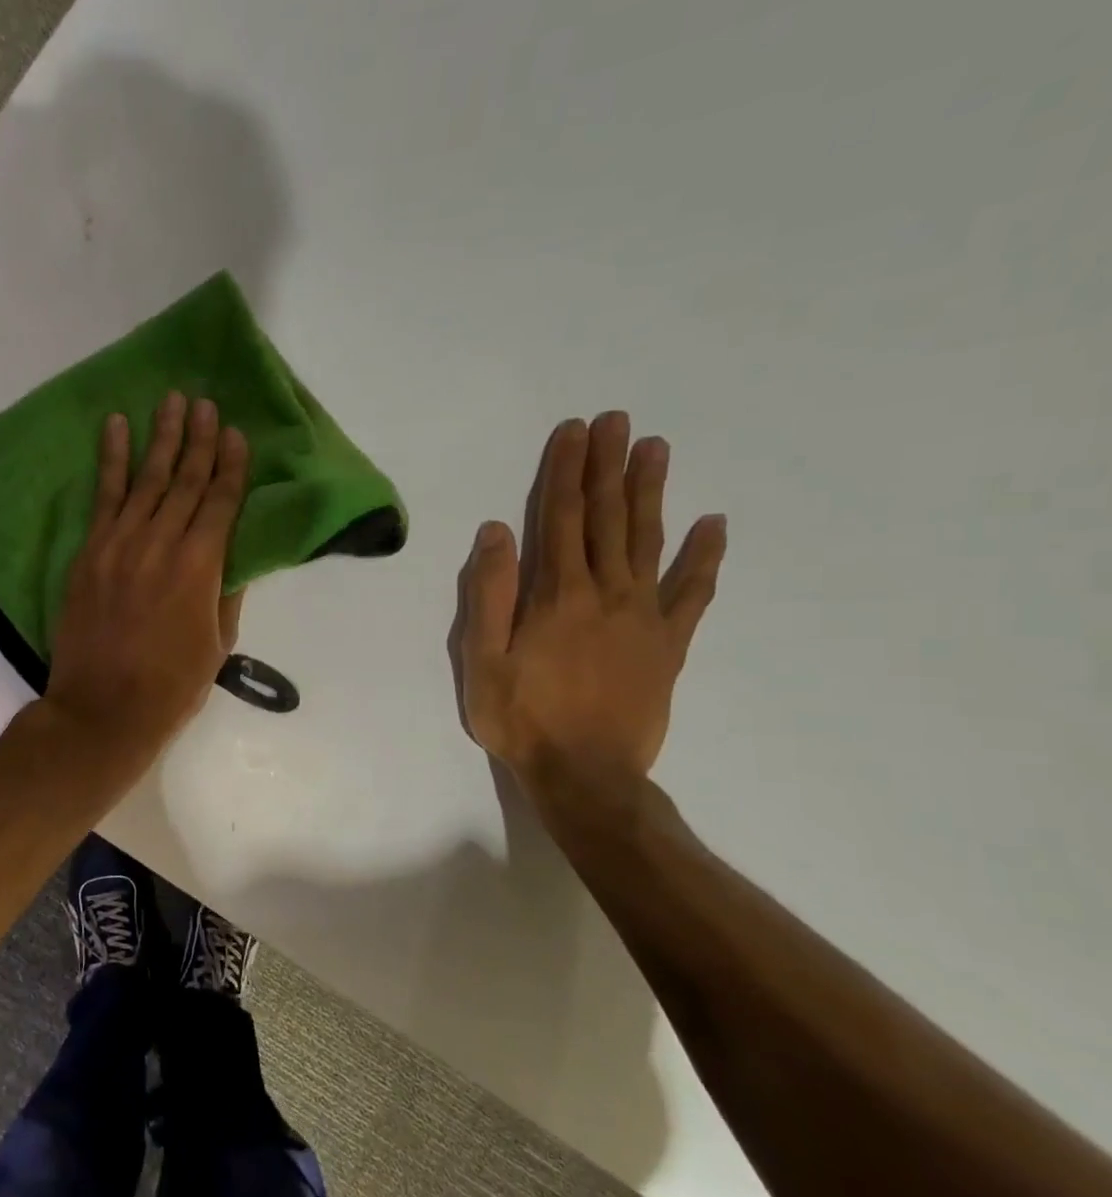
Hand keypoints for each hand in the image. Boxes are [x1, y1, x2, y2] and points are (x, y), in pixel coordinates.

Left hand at [43, 392, 248, 769]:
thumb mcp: (217, 644)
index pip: (221, 503)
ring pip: (146, 480)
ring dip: (160, 438)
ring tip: (172, 402)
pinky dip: (111, 460)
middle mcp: (162, 544)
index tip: (235, 433)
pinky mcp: (89, 552)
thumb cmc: (171, 687)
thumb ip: (226, 593)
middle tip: (206, 404)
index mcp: (201, 568)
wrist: (102, 709)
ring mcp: (120, 544)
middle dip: (199, 440)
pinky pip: (103, 497)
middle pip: (185, 481)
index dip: (231, 466)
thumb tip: (233, 556)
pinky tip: (116, 428)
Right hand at [450, 412, 725, 788]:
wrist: (586, 776)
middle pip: (608, 518)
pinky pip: (692, 593)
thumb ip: (490, 595)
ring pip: (648, 541)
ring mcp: (644, 617)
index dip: (565, 472)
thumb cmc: (521, 719)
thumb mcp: (482, 661)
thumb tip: (498, 532)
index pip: (562, 519)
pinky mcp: (669, 644)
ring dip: (650, 493)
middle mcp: (605, 593)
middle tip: (616, 420)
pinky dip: (703, 557)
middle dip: (608, 466)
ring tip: (655, 449)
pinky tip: (714, 524)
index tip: (573, 431)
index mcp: (556, 596)